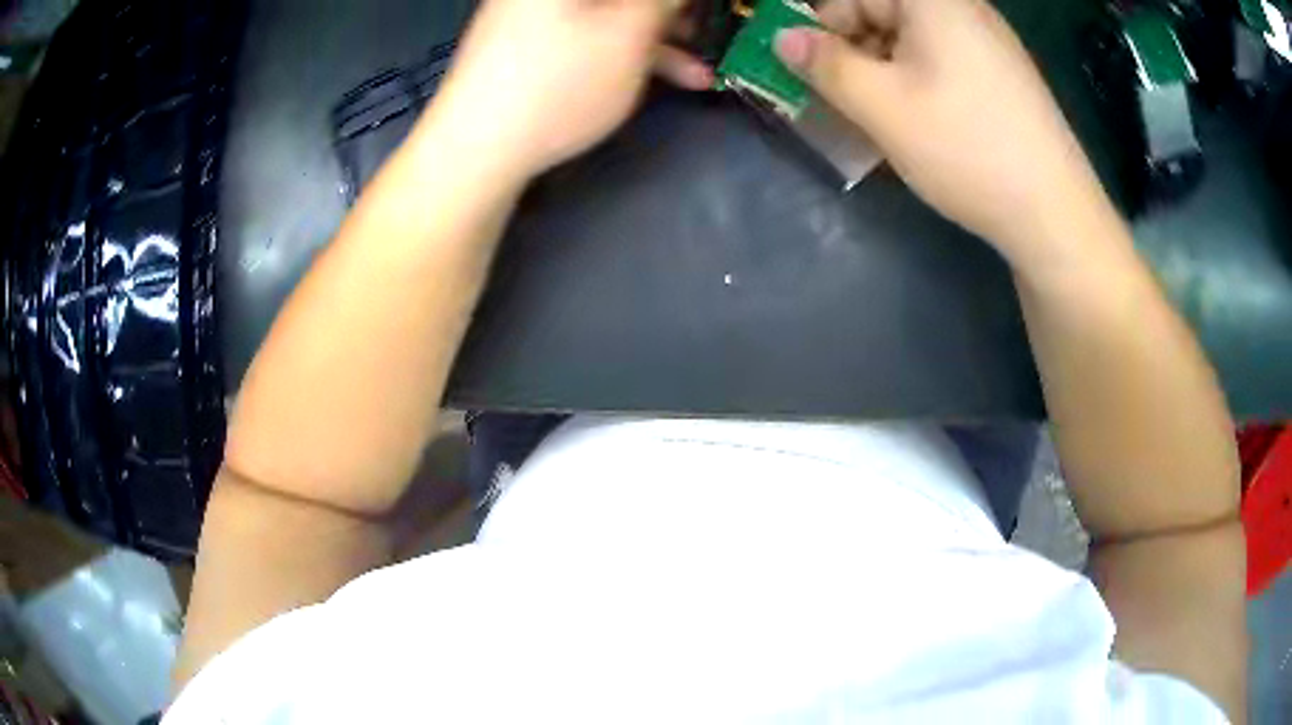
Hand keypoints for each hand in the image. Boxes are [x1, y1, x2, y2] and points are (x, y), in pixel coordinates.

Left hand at [425, 0, 710, 182]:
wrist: (474, 149)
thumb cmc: (558, 82)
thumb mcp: (628, 34)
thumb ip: (663, 0)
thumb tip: (673, 0)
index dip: (673, 4)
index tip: (698, 17)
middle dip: (670, 15)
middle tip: (704, 35)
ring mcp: (532, 12)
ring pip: (608, 13)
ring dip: (658, 37)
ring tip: (700, 73)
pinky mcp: (528, 42)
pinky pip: (587, 32)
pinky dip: (624, 50)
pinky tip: (657, 79)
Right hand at [773, 0, 1111, 261]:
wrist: (1055, 215)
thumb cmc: (966, 149)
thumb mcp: (882, 106)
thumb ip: (824, 64)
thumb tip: (784, 38)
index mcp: (933, 1)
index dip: (822, 23)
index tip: (808, 66)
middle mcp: (962, 10)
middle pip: (882, 12)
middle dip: (851, 50)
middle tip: (836, 98)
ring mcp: (987, 43)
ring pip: (909, 41)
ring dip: (879, 72)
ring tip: (873, 120)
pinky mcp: (1000, 76)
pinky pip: (939, 63)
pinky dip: (913, 85)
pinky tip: (912, 124)